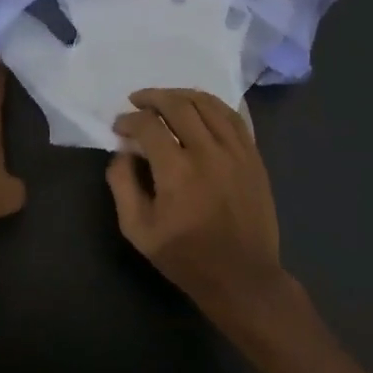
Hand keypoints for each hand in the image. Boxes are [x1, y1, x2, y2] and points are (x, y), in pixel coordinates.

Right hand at [107, 88, 285, 323]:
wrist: (242, 278)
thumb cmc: (186, 257)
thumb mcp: (138, 230)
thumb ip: (122, 185)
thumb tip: (122, 153)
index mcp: (177, 171)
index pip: (148, 125)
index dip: (128, 120)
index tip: (119, 127)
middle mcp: (208, 152)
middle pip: (178, 105)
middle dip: (152, 97)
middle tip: (137, 101)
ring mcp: (236, 152)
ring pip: (209, 104)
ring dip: (182, 95)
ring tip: (166, 99)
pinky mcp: (254, 157)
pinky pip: (235, 117)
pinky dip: (214, 105)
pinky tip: (201, 107)